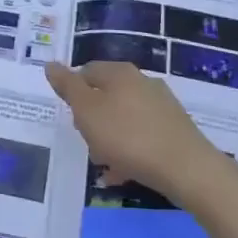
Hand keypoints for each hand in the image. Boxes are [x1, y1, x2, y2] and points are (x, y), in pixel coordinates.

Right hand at [46, 61, 234, 202]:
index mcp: (119, 72)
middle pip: (105, 96)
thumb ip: (68, 87)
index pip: (86, 71)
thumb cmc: (127, 136)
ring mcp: (161, 105)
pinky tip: (123, 173)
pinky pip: (141, 136)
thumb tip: (51, 64)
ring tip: (105, 164)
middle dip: (92, 119)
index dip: (73, 93)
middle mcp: (142, 82)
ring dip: (109, 138)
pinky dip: (129, 151)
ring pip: (123, 118)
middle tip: (87, 142)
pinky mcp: (174, 130)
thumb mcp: (87, 110)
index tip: (71, 118)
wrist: (187, 169)